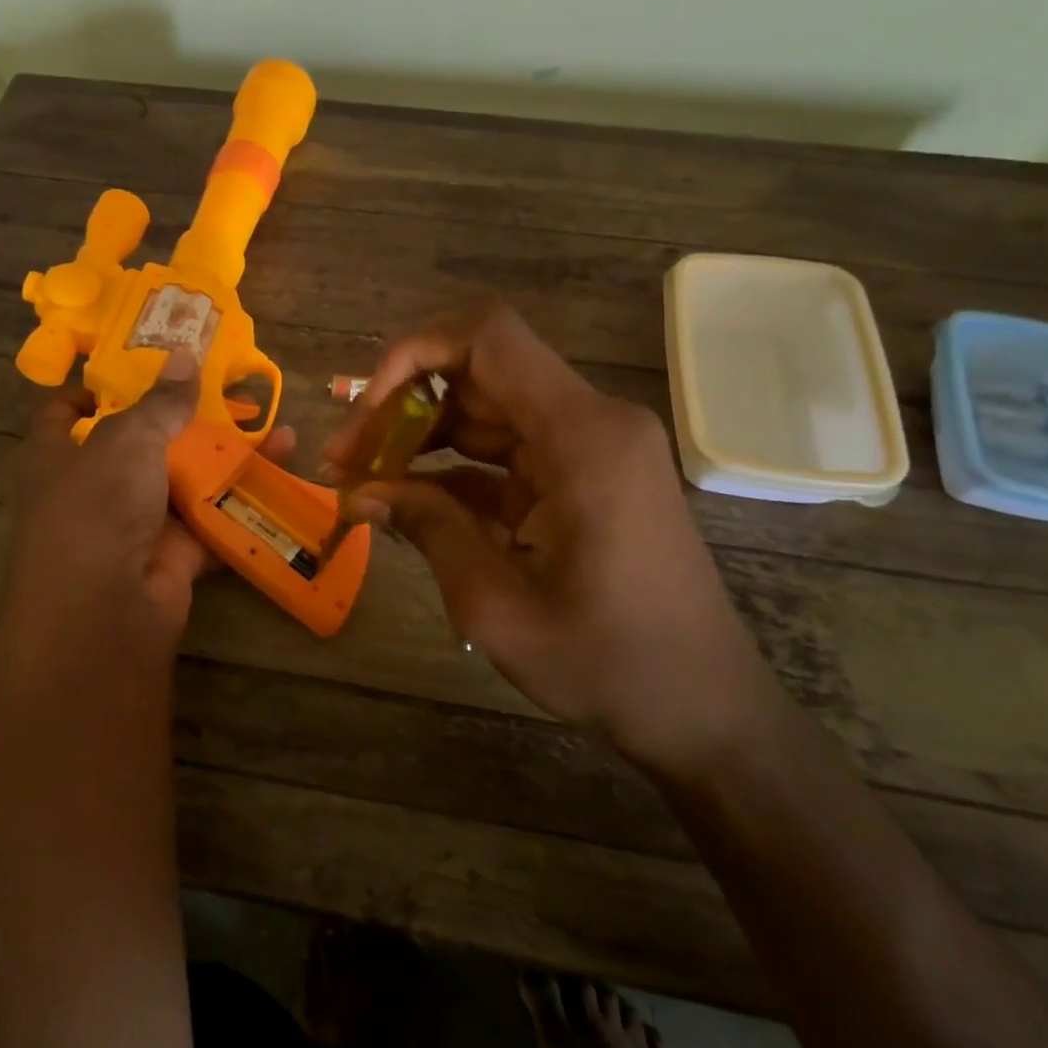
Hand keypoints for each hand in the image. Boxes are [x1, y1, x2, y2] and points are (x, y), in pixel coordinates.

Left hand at [5, 350, 295, 659]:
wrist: (106, 613)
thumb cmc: (96, 508)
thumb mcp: (126, 442)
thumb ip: (160, 402)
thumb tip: (184, 355)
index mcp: (57, 457)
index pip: (65, 413)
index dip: (96, 389)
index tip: (139, 366)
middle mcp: (93, 489)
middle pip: (140, 444)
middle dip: (183, 419)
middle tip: (229, 390)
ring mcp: (135, 525)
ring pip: (184, 481)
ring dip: (226, 457)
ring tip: (273, 426)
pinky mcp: (173, 555)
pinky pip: (211, 519)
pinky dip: (242, 499)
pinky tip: (280, 470)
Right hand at [324, 303, 770, 778]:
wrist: (704, 709)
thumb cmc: (608, 663)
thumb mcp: (496, 606)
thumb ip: (427, 529)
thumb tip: (360, 491)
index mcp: (582, 436)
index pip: (488, 338)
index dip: (414, 353)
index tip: (367, 411)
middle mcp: (592, 422)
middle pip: (479, 373)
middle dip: (402, 407)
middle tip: (343, 460)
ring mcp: (591, 448)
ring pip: (487, 412)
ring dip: (421, 439)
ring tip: (360, 481)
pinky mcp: (584, 477)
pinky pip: (507, 453)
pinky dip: (454, 471)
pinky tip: (407, 502)